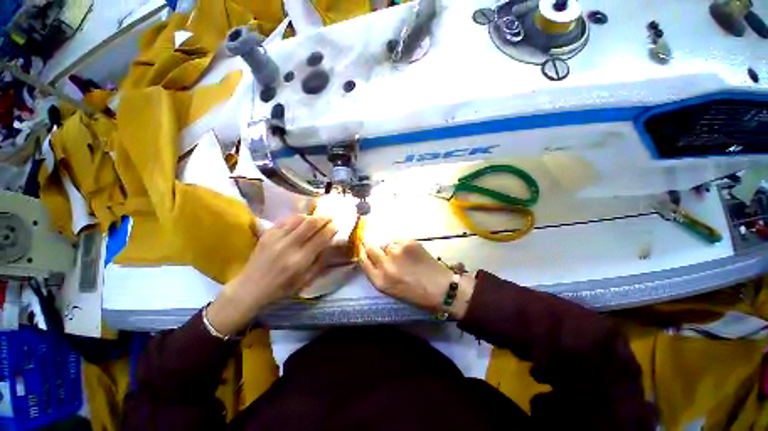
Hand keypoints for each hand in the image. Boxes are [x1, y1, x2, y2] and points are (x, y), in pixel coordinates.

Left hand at [207, 215, 337, 334]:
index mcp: (300, 260)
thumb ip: (319, 262)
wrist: (250, 288)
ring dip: (311, 216)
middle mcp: (289, 246)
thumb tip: (330, 245)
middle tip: (331, 217)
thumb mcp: (305, 281)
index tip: (337, 225)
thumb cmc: (281, 289)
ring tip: (317, 218)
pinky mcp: (267, 234)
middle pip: (311, 224)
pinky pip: (285, 220)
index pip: (321, 238)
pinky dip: (297, 218)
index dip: (332, 229)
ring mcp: (276, 238)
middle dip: (324, 218)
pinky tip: (302, 220)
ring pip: (298, 219)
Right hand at [359, 240, 475, 318]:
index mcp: (380, 281)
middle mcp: (386, 265)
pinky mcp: (409, 243)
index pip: (362, 260)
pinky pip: (398, 241)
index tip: (364, 250)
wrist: (441, 288)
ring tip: (402, 256)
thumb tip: (371, 256)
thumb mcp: (391, 290)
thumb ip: (378, 274)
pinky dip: (401, 246)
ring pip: (386, 243)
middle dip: (372, 247)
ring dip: (390, 248)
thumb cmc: (415, 294)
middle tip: (381, 250)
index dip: (363, 254)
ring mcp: (398, 252)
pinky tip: (410, 254)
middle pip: (370, 247)